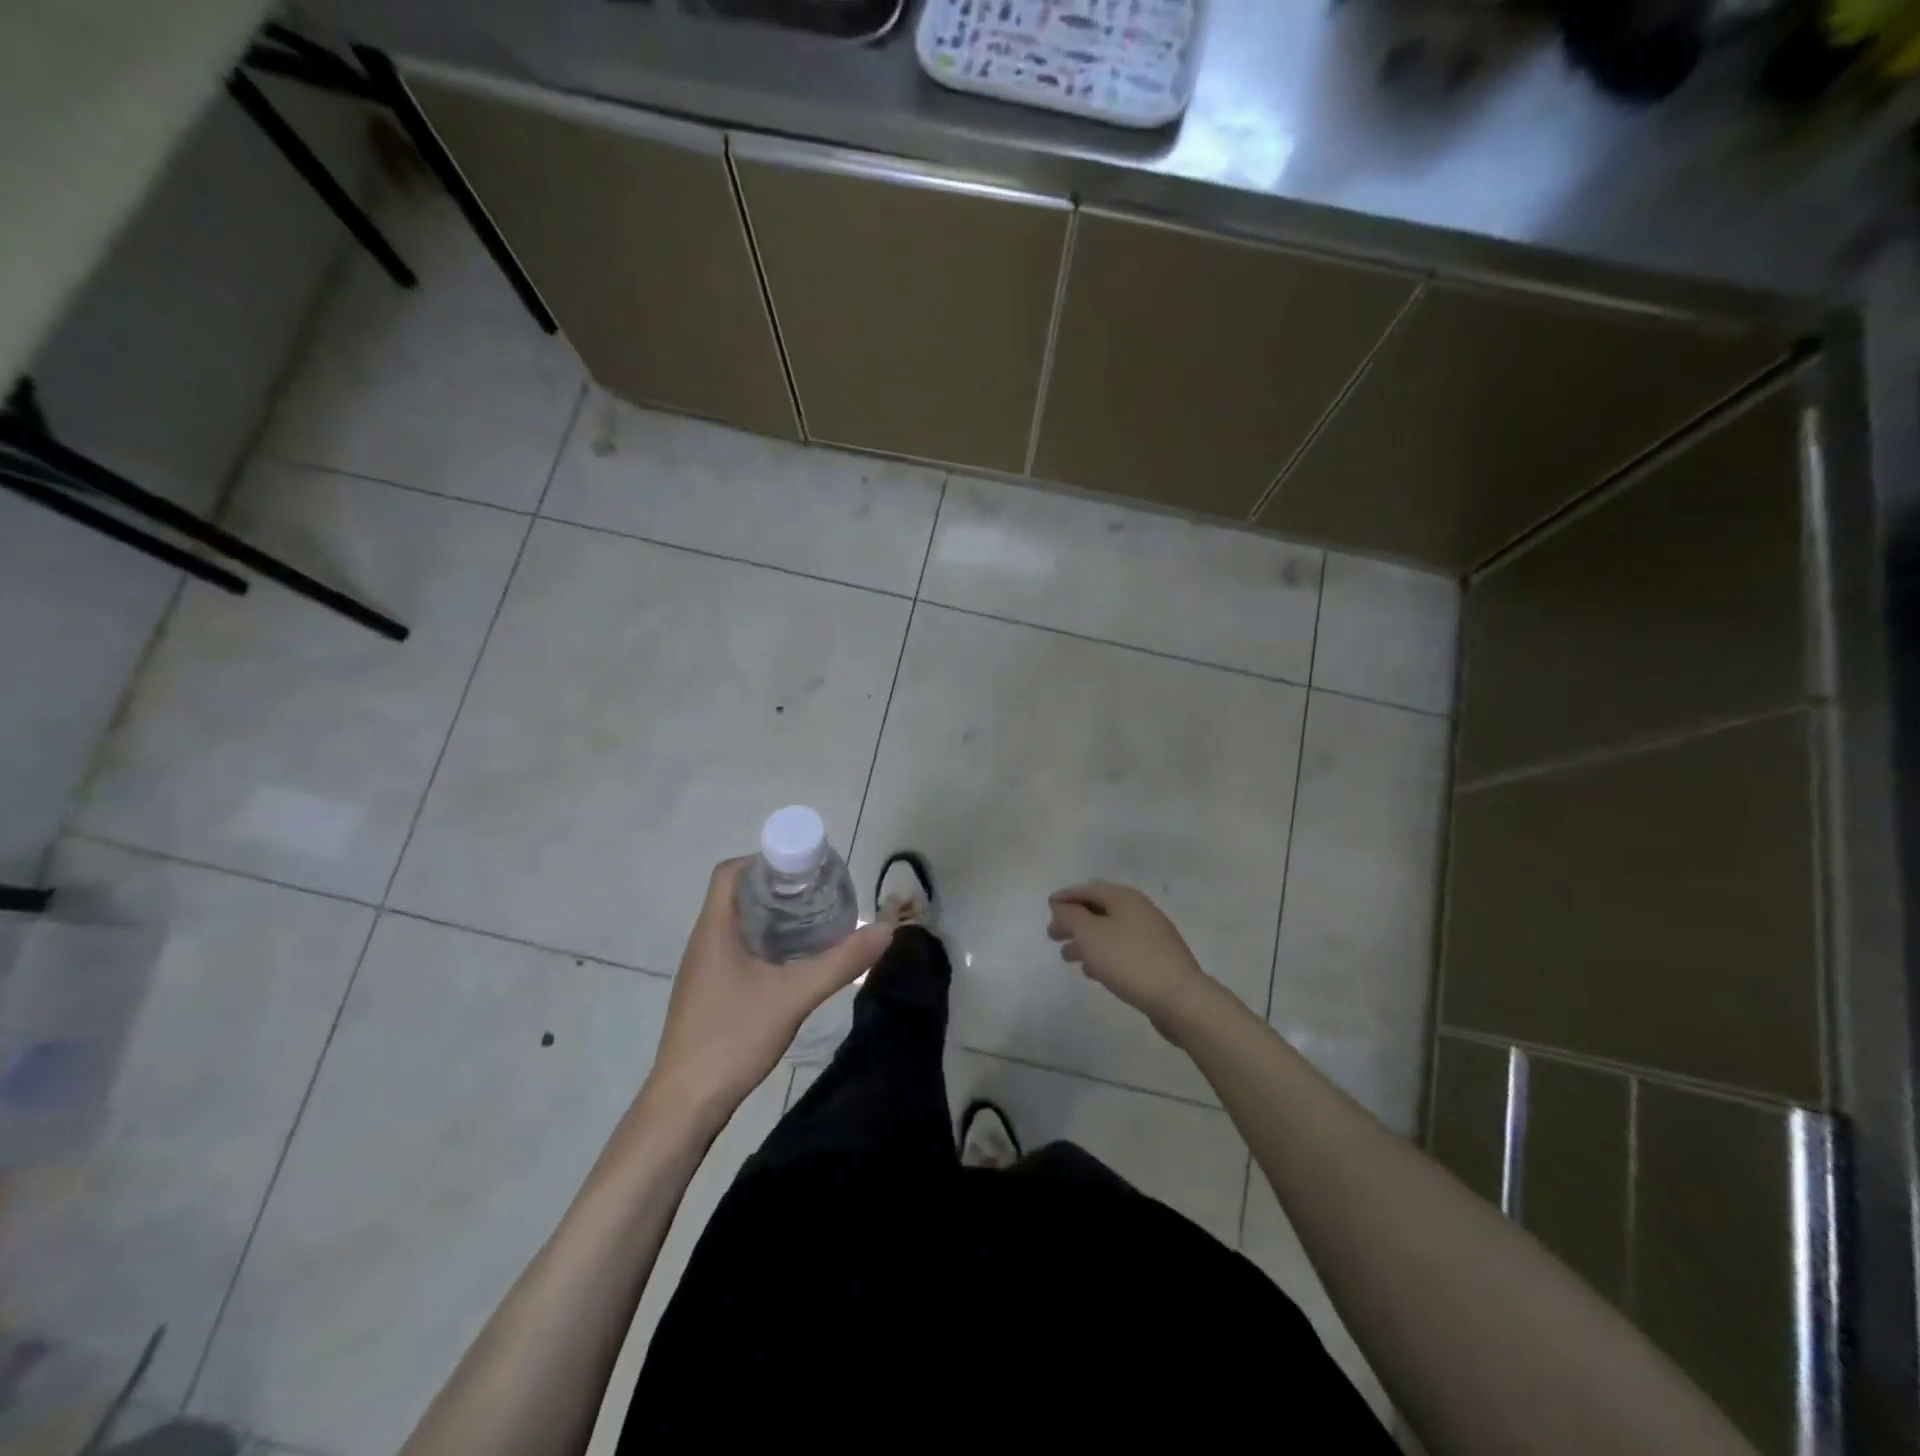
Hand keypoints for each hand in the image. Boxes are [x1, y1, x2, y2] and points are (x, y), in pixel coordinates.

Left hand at [646, 858, 893, 1119]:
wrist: (685, 1105)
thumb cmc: (732, 1038)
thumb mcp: (794, 996)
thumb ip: (840, 962)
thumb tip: (885, 930)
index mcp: (715, 929)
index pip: (730, 872)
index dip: (764, 860)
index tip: (803, 869)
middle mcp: (704, 942)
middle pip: (738, 896)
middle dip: (778, 889)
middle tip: (819, 894)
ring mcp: (704, 970)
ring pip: (739, 926)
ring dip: (773, 918)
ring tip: (814, 922)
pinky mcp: (709, 995)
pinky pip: (738, 952)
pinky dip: (766, 945)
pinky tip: (793, 964)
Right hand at [1047, 882, 1215, 1042]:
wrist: (1180, 998)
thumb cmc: (1129, 961)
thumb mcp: (1090, 934)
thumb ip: (1070, 916)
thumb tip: (1061, 906)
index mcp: (1124, 898)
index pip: (1088, 889)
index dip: (1066, 896)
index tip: (1048, 907)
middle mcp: (1139, 910)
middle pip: (1099, 909)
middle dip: (1074, 920)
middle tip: (1053, 935)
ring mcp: (1151, 935)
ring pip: (1110, 931)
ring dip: (1086, 940)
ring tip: (1067, 957)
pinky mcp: (1157, 959)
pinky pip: (1122, 949)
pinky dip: (1103, 954)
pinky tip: (1093, 971)